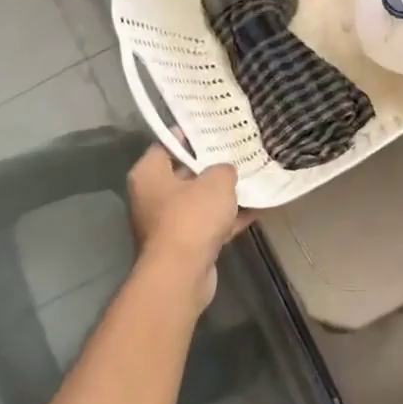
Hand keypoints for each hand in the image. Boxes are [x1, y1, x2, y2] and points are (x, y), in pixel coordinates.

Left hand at [127, 144, 249, 311]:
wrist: (182, 273)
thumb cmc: (192, 217)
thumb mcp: (216, 182)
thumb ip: (223, 169)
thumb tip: (225, 172)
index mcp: (148, 175)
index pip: (166, 145)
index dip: (189, 137)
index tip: (212, 130)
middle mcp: (151, 198)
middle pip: (183, 174)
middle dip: (209, 167)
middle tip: (236, 154)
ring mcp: (166, 224)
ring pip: (197, 202)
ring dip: (221, 196)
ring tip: (250, 182)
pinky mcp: (182, 246)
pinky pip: (207, 225)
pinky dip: (226, 220)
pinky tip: (254, 211)